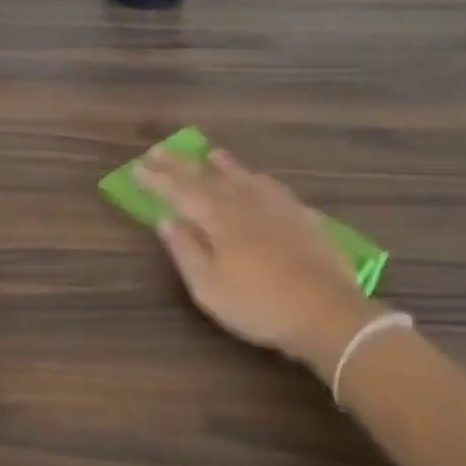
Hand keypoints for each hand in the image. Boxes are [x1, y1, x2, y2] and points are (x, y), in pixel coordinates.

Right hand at [136, 149, 380, 372]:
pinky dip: (257, 178)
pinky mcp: (303, 217)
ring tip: (209, 152)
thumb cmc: (259, 306)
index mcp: (219, 220)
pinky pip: (273, 187)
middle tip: (160, 150)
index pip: (181, 192)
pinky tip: (257, 178)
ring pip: (244, 177)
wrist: (328, 314)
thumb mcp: (209, 288)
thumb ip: (185, 251)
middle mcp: (246, 204)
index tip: (137, 169)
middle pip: (208, 178)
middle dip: (181, 164)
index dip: (158, 180)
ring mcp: (278, 208)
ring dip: (222, 164)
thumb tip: (165, 221)